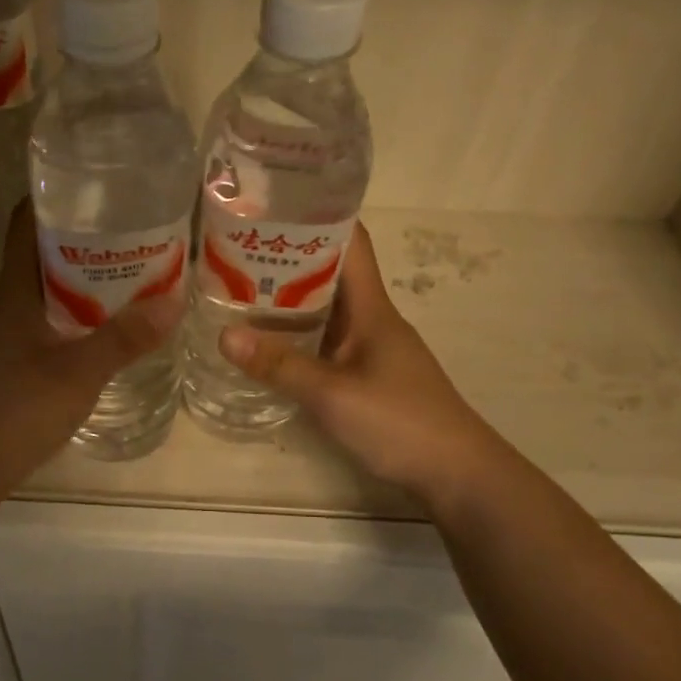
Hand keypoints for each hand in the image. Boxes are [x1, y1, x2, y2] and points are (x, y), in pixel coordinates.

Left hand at [0, 203, 183, 495]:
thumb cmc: (17, 410)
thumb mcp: (79, 373)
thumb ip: (125, 338)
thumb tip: (174, 299)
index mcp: (13, 290)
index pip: (25, 223)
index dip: (55, 198)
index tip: (97, 188)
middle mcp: (5, 303)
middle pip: (40, 253)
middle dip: (83, 238)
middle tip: (132, 231)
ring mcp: (4, 334)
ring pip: (45, 289)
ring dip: (81, 278)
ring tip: (130, 274)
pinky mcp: (9, 361)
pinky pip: (46, 320)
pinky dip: (75, 313)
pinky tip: (104, 327)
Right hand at [218, 226, 504, 511]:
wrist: (456, 473)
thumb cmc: (400, 422)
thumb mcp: (332, 394)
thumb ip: (279, 365)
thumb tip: (224, 334)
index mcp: (372, 307)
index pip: (351, 242)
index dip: (317, 216)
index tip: (271, 207)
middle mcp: (372, 318)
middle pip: (330, 273)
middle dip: (287, 259)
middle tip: (234, 253)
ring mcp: (371, 348)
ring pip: (326, 310)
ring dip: (289, 300)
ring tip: (238, 292)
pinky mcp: (367, 375)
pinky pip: (326, 341)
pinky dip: (298, 336)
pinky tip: (268, 345)